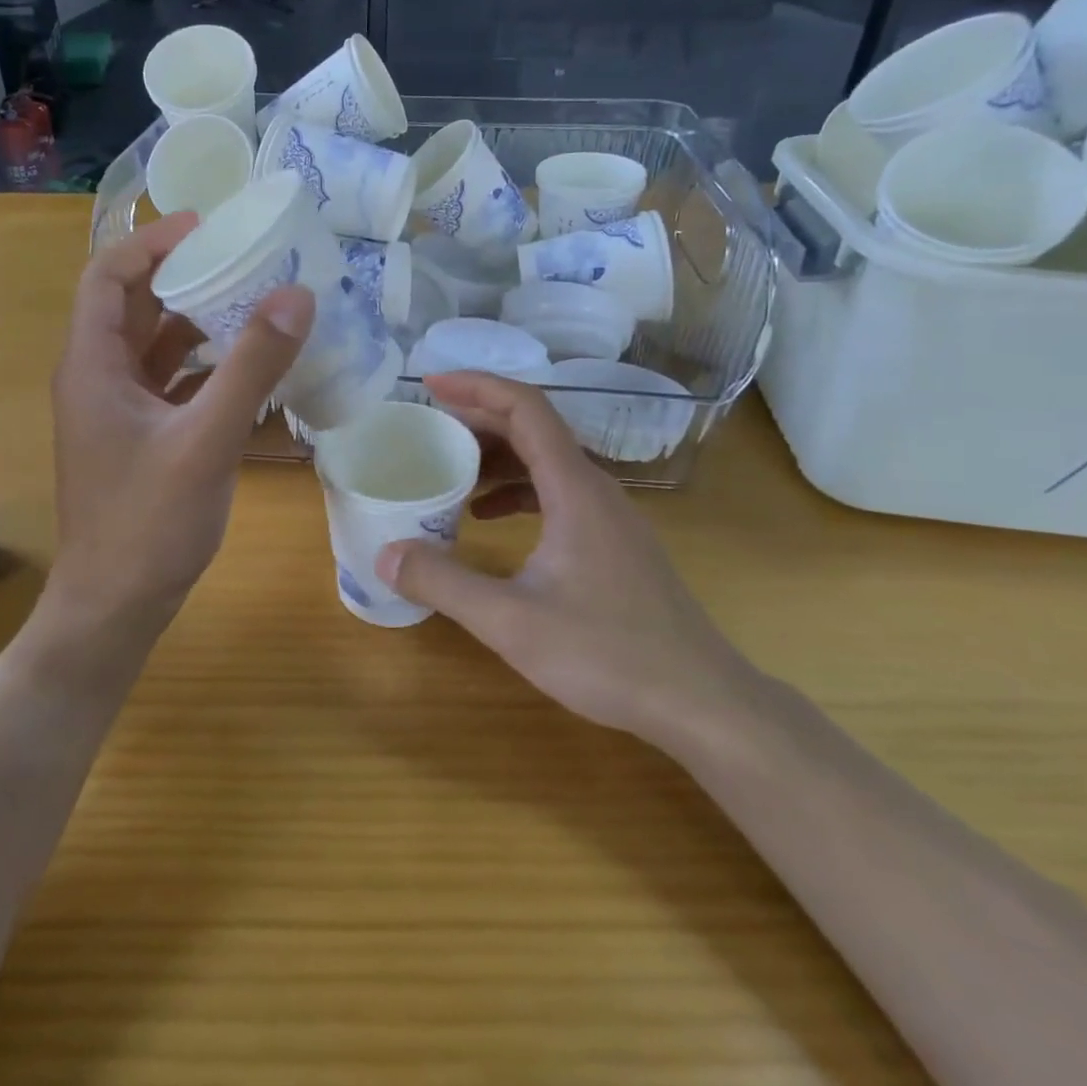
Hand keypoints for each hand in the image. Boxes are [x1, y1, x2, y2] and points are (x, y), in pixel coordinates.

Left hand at [48, 212, 312, 647]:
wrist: (115, 607)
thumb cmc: (149, 523)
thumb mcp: (207, 439)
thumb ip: (251, 366)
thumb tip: (295, 295)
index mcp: (93, 364)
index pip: (109, 274)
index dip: (153, 241)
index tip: (209, 226)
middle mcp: (97, 377)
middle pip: (134, 303)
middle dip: (185, 274)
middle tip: (244, 257)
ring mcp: (117, 410)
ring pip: (155, 345)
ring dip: (198, 320)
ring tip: (254, 300)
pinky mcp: (138, 437)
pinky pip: (170, 382)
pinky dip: (204, 365)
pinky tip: (248, 367)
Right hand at [376, 372, 752, 742]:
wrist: (701, 702)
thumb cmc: (608, 654)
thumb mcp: (511, 621)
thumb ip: (444, 583)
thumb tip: (385, 554)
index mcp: (575, 488)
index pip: (525, 408)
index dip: (476, 386)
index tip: (429, 384)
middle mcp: (595, 489)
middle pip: (534, 429)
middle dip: (477, 419)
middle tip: (427, 427)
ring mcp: (610, 516)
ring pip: (546, 462)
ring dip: (496, 457)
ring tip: (449, 471)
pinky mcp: (614, 543)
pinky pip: (557, 493)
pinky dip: (517, 491)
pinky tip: (488, 519)